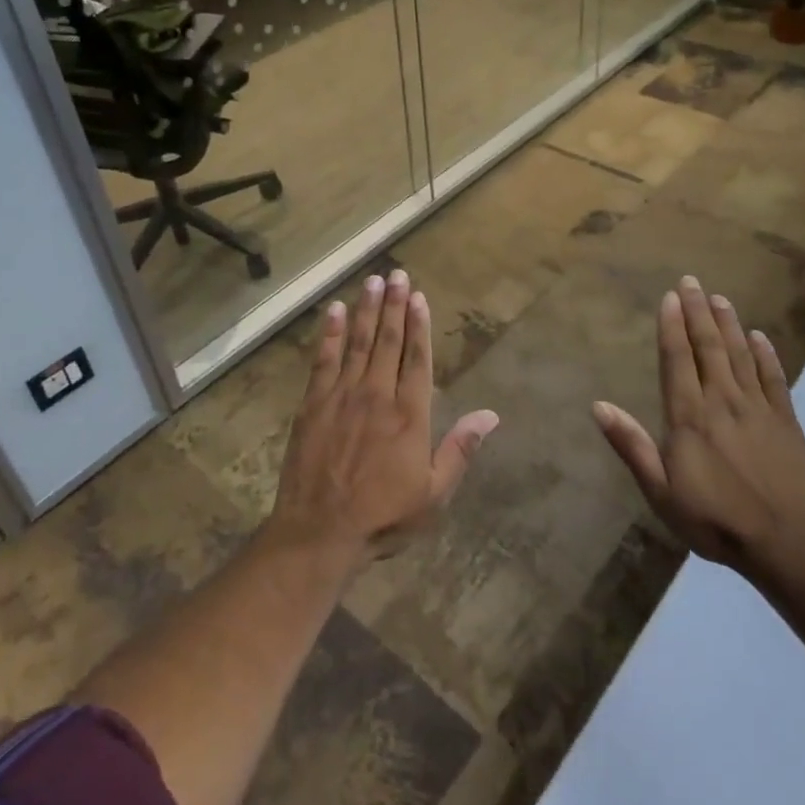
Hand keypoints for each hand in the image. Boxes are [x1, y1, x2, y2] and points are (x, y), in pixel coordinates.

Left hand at [267, 270, 498, 570]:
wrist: (320, 531)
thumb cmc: (383, 516)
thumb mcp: (433, 494)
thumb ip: (460, 450)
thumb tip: (491, 415)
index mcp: (409, 414)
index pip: (417, 358)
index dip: (419, 325)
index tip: (419, 296)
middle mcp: (377, 395)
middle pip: (388, 341)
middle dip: (393, 305)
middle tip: (396, 274)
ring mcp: (342, 396)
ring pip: (358, 342)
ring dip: (367, 310)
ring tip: (372, 281)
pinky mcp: (312, 403)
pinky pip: (323, 360)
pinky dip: (330, 333)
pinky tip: (336, 311)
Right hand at [593, 275, 804, 584]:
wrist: (787, 546)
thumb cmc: (714, 520)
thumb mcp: (661, 491)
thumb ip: (631, 445)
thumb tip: (598, 406)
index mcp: (689, 416)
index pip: (677, 359)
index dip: (672, 326)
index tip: (670, 297)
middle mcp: (722, 401)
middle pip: (709, 347)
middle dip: (698, 312)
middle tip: (692, 281)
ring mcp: (758, 409)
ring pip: (740, 354)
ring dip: (728, 324)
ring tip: (719, 298)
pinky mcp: (786, 422)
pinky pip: (774, 378)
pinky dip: (766, 354)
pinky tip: (760, 336)